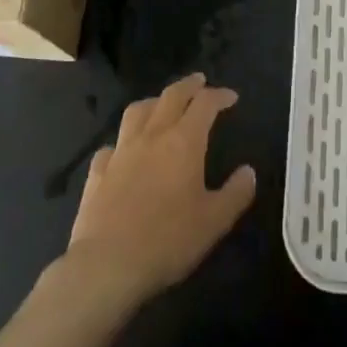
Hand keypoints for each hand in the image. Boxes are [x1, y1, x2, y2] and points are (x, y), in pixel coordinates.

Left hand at [65, 73, 256, 309]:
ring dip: (154, 102)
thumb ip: (235, 194)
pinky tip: (124, 151)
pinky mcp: (98, 172)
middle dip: (188, 86)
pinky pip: (112, 146)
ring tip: (162, 105)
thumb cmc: (168, 241)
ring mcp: (121, 151)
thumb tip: (249, 171)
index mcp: (183, 141)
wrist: (107, 264)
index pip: (204, 104)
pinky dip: (122, 141)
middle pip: (170, 96)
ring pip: (137, 111)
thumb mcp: (214, 222)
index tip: (231, 97)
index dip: (219, 95)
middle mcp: (152, 136)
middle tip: (200, 82)